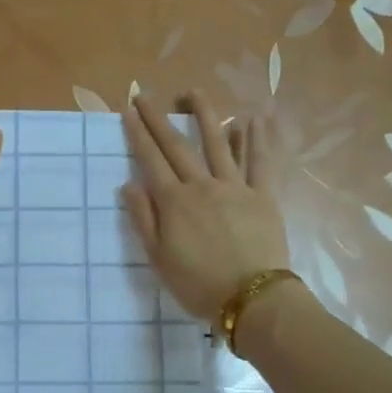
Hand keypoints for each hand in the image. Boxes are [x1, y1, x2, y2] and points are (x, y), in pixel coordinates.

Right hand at [122, 94, 290, 320]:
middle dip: (159, 119)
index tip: (128, 111)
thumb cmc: (198, 284)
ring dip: (205, 116)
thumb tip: (128, 184)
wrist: (251, 299)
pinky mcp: (263, 196)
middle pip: (178, 147)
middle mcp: (202, 186)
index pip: (151, 161)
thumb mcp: (159, 258)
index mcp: (174, 202)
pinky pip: (260, 163)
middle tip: (145, 95)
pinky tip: (252, 120)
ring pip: (218, 144)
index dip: (138, 135)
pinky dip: (256, 140)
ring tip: (194, 93)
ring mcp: (235, 188)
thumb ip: (144, 219)